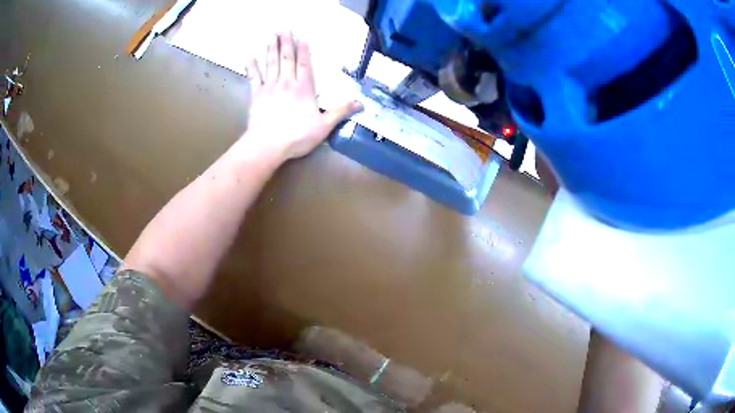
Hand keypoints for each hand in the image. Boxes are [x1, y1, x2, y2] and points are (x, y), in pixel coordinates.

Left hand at [243, 32, 361, 162]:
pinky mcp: (256, 95)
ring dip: (272, 48)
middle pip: (287, 59)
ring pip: (271, 63)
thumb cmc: (297, 136)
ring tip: (272, 35)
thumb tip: (360, 103)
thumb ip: (341, 112)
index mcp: (304, 88)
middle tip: (284, 29)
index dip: (304, 50)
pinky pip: (254, 78)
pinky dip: (252, 67)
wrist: (268, 145)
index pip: (304, 65)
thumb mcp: (324, 126)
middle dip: (286, 43)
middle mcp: (287, 83)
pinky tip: (250, 57)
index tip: (302, 37)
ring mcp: (270, 87)